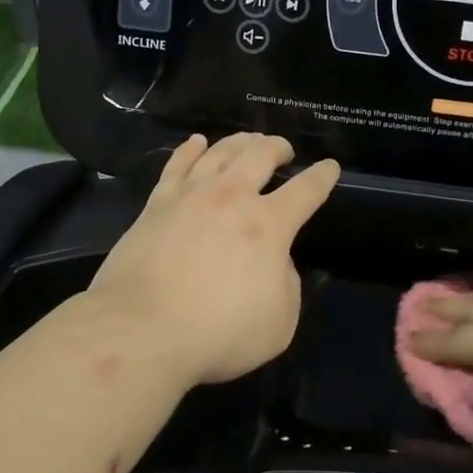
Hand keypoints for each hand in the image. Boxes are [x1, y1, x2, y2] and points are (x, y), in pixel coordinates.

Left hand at [86, 134, 339, 387]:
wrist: (142, 330)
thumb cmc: (218, 332)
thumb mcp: (280, 322)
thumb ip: (287, 285)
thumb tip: (276, 262)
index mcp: (269, 225)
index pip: (306, 191)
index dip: (322, 176)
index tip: (330, 167)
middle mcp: (232, 198)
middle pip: (260, 155)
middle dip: (277, 147)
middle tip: (283, 149)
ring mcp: (191, 196)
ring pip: (220, 152)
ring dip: (240, 142)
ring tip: (248, 140)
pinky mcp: (156, 204)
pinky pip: (177, 165)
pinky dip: (190, 149)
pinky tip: (196, 143)